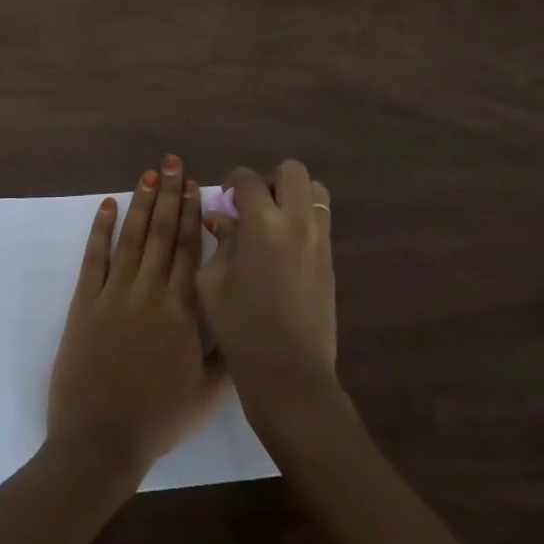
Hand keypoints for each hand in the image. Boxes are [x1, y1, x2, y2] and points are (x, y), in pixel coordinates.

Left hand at [47, 156, 229, 485]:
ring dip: (140, 204)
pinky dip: (100, 230)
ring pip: (131, 239)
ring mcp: (114, 295)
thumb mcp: (209, 394)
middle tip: (172, 163)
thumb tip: (244, 318)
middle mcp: (150, 292)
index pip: (189, 250)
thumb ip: (229, 355)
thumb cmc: (159, 419)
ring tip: (148, 175)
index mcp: (182, 310)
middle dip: (168, 196)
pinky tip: (107, 206)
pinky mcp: (85, 304)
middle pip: (161, 234)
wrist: (100, 440)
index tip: (195, 185)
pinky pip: (94, 259)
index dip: (192, 214)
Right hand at [198, 161, 337, 414]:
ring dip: (293, 195)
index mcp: (262, 224)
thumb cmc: (240, 328)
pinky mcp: (331, 259)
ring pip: (315, 190)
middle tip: (254, 205)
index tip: (225, 198)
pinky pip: (321, 219)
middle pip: (292, 171)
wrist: (289, 372)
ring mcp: (320, 239)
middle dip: (270, 179)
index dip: (233, 181)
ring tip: (274, 222)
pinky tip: (284, 247)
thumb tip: (223, 218)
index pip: (248, 179)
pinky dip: (304, 218)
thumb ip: (220, 241)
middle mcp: (297, 222)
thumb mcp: (213, 282)